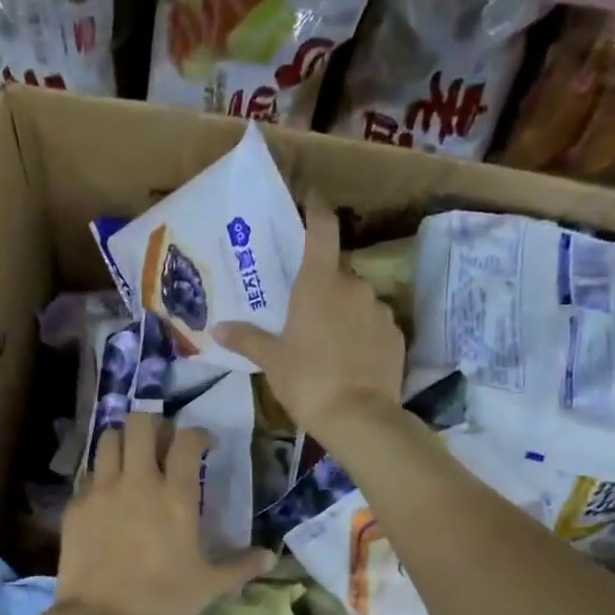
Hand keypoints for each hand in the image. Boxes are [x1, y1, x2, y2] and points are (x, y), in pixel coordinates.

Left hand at [58, 412, 273, 614]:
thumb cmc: (161, 601)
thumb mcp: (208, 586)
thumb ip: (240, 566)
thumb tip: (271, 559)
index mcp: (176, 496)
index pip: (187, 441)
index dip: (198, 434)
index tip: (204, 444)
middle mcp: (137, 482)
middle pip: (140, 424)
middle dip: (154, 424)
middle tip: (162, 443)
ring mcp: (102, 490)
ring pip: (109, 440)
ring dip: (123, 441)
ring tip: (132, 459)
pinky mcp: (75, 506)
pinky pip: (89, 475)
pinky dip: (101, 476)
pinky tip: (107, 497)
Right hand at [213, 199, 403, 440]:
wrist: (359, 417)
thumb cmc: (307, 380)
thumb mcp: (271, 361)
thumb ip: (247, 339)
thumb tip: (218, 328)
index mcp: (318, 283)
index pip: (321, 230)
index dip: (317, 209)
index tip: (311, 198)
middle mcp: (353, 286)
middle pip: (337, 271)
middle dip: (322, 283)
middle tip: (304, 307)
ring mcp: (379, 309)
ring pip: (357, 299)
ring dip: (344, 310)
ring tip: (327, 341)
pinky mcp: (396, 334)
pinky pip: (374, 323)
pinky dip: (362, 332)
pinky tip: (350, 358)